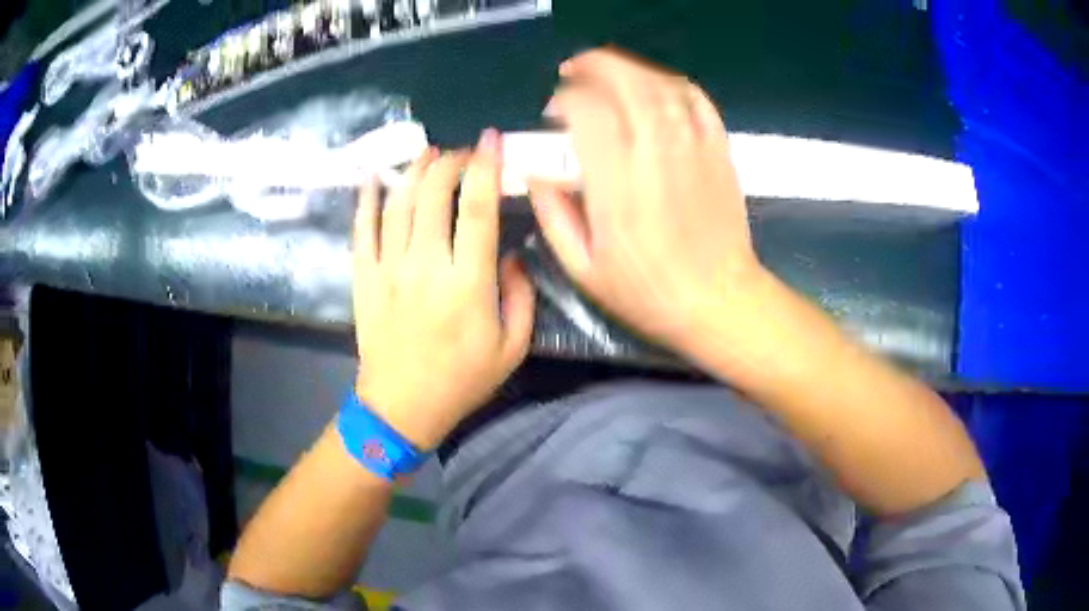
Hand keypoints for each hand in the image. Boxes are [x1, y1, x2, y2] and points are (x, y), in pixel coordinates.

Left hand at [352, 130, 534, 449]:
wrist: (402, 407)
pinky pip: (362, 230)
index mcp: (468, 283)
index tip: (491, 140)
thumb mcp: (513, 348)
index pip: (478, 209)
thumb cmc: (462, 380)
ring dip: (414, 172)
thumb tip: (510, 254)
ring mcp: (389, 269)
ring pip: (398, 204)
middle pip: (433, 195)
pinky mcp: (364, 278)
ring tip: (428, 156)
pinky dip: (367, 199)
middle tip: (461, 155)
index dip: (486, 168)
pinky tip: (375, 178)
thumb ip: (521, 296)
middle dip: (449, 163)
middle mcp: (426, 266)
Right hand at [530, 49, 763, 353]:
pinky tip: (655, 88)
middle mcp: (655, 154)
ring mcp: (693, 147)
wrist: (718, 301)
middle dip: (594, 66)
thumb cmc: (648, 293)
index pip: (586, 112)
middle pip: (625, 82)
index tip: (553, 113)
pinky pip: (696, 100)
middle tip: (573, 71)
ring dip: (629, 69)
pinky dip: (672, 84)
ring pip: (660, 84)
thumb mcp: (584, 269)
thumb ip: (553, 216)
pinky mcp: (718, 150)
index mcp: (616, 185)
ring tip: (608, 74)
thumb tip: (535, 173)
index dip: (564, 100)